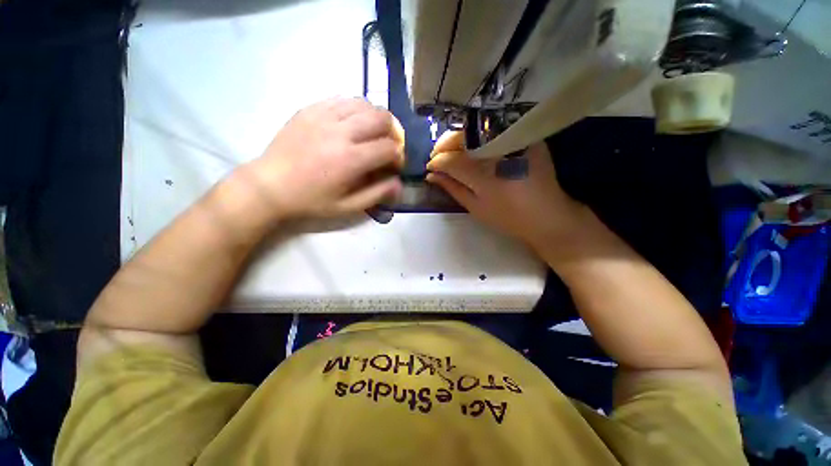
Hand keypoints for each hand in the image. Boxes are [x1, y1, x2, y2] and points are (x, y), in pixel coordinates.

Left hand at [240, 98, 404, 219]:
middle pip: (381, 118)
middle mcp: (340, 132)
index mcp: (350, 160)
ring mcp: (323, 116)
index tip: (395, 165)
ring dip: (376, 117)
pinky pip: (342, 99)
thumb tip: (399, 183)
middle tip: (389, 144)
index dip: (399, 156)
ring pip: (364, 103)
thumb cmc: (311, 201)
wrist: (269, 186)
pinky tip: (354, 123)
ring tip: (374, 133)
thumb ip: (377, 194)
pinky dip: (356, 109)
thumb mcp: (347, 207)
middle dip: (393, 131)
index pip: (389, 147)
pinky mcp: (310, 109)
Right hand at [426, 131, 590, 250]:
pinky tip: (470, 148)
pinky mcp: (524, 136)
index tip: (429, 167)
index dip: (436, 162)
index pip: (451, 160)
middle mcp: (499, 152)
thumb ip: (452, 188)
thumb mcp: (476, 207)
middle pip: (462, 138)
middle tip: (437, 159)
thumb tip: (431, 175)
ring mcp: (514, 140)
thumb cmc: (509, 218)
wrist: (548, 214)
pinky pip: (492, 129)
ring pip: (475, 130)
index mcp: (486, 176)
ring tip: (451, 154)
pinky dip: (476, 136)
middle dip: (443, 147)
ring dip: (457, 140)